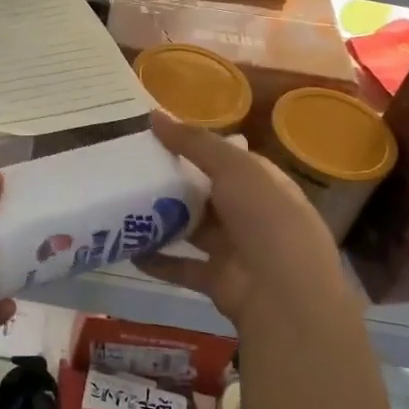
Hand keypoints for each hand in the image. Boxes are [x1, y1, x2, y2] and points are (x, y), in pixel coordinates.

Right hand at [137, 112, 359, 333]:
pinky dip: (158, 260)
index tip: (156, 136)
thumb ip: (194, 142)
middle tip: (130, 167)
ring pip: (193, 230)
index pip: (227, 158)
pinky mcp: (217, 280)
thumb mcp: (233, 168)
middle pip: (207, 194)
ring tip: (124, 203)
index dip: (195, 146)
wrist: (284, 294)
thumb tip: (155, 114)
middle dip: (174, 182)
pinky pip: (181, 266)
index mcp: (263, 183)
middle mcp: (251, 214)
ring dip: (164, 220)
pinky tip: (129, 249)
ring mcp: (235, 250)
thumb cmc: (266, 218)